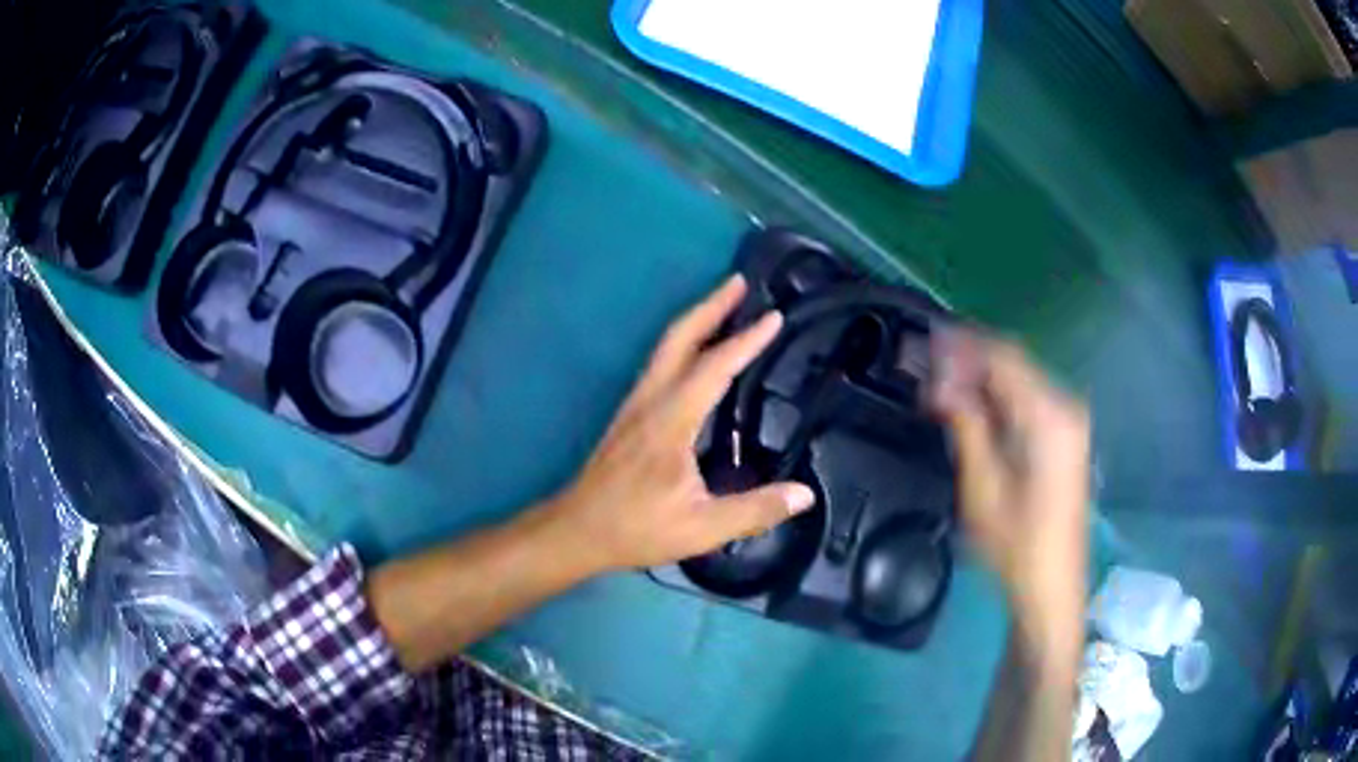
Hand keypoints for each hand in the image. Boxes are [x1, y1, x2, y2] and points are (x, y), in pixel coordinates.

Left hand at [547, 275, 816, 571]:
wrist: (576, 530)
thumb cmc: (635, 528)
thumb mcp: (700, 528)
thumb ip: (754, 511)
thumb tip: (804, 495)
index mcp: (670, 420)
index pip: (714, 367)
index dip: (746, 340)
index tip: (775, 317)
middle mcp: (651, 400)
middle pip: (679, 338)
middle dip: (711, 305)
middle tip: (740, 282)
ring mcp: (635, 404)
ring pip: (666, 347)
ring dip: (696, 320)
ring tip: (725, 304)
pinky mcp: (629, 414)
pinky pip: (660, 363)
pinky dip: (684, 343)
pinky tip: (698, 354)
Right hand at [929, 329, 1089, 641]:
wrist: (1051, 586)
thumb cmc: (1016, 545)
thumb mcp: (982, 486)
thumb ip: (965, 425)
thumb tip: (939, 384)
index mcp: (1049, 416)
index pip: (1003, 358)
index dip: (963, 346)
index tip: (927, 342)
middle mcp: (1065, 408)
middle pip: (1014, 364)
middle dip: (971, 360)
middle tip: (930, 366)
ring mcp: (1070, 423)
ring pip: (1021, 381)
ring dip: (983, 379)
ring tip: (944, 386)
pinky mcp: (1067, 438)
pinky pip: (1029, 401)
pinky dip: (1000, 398)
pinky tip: (974, 408)